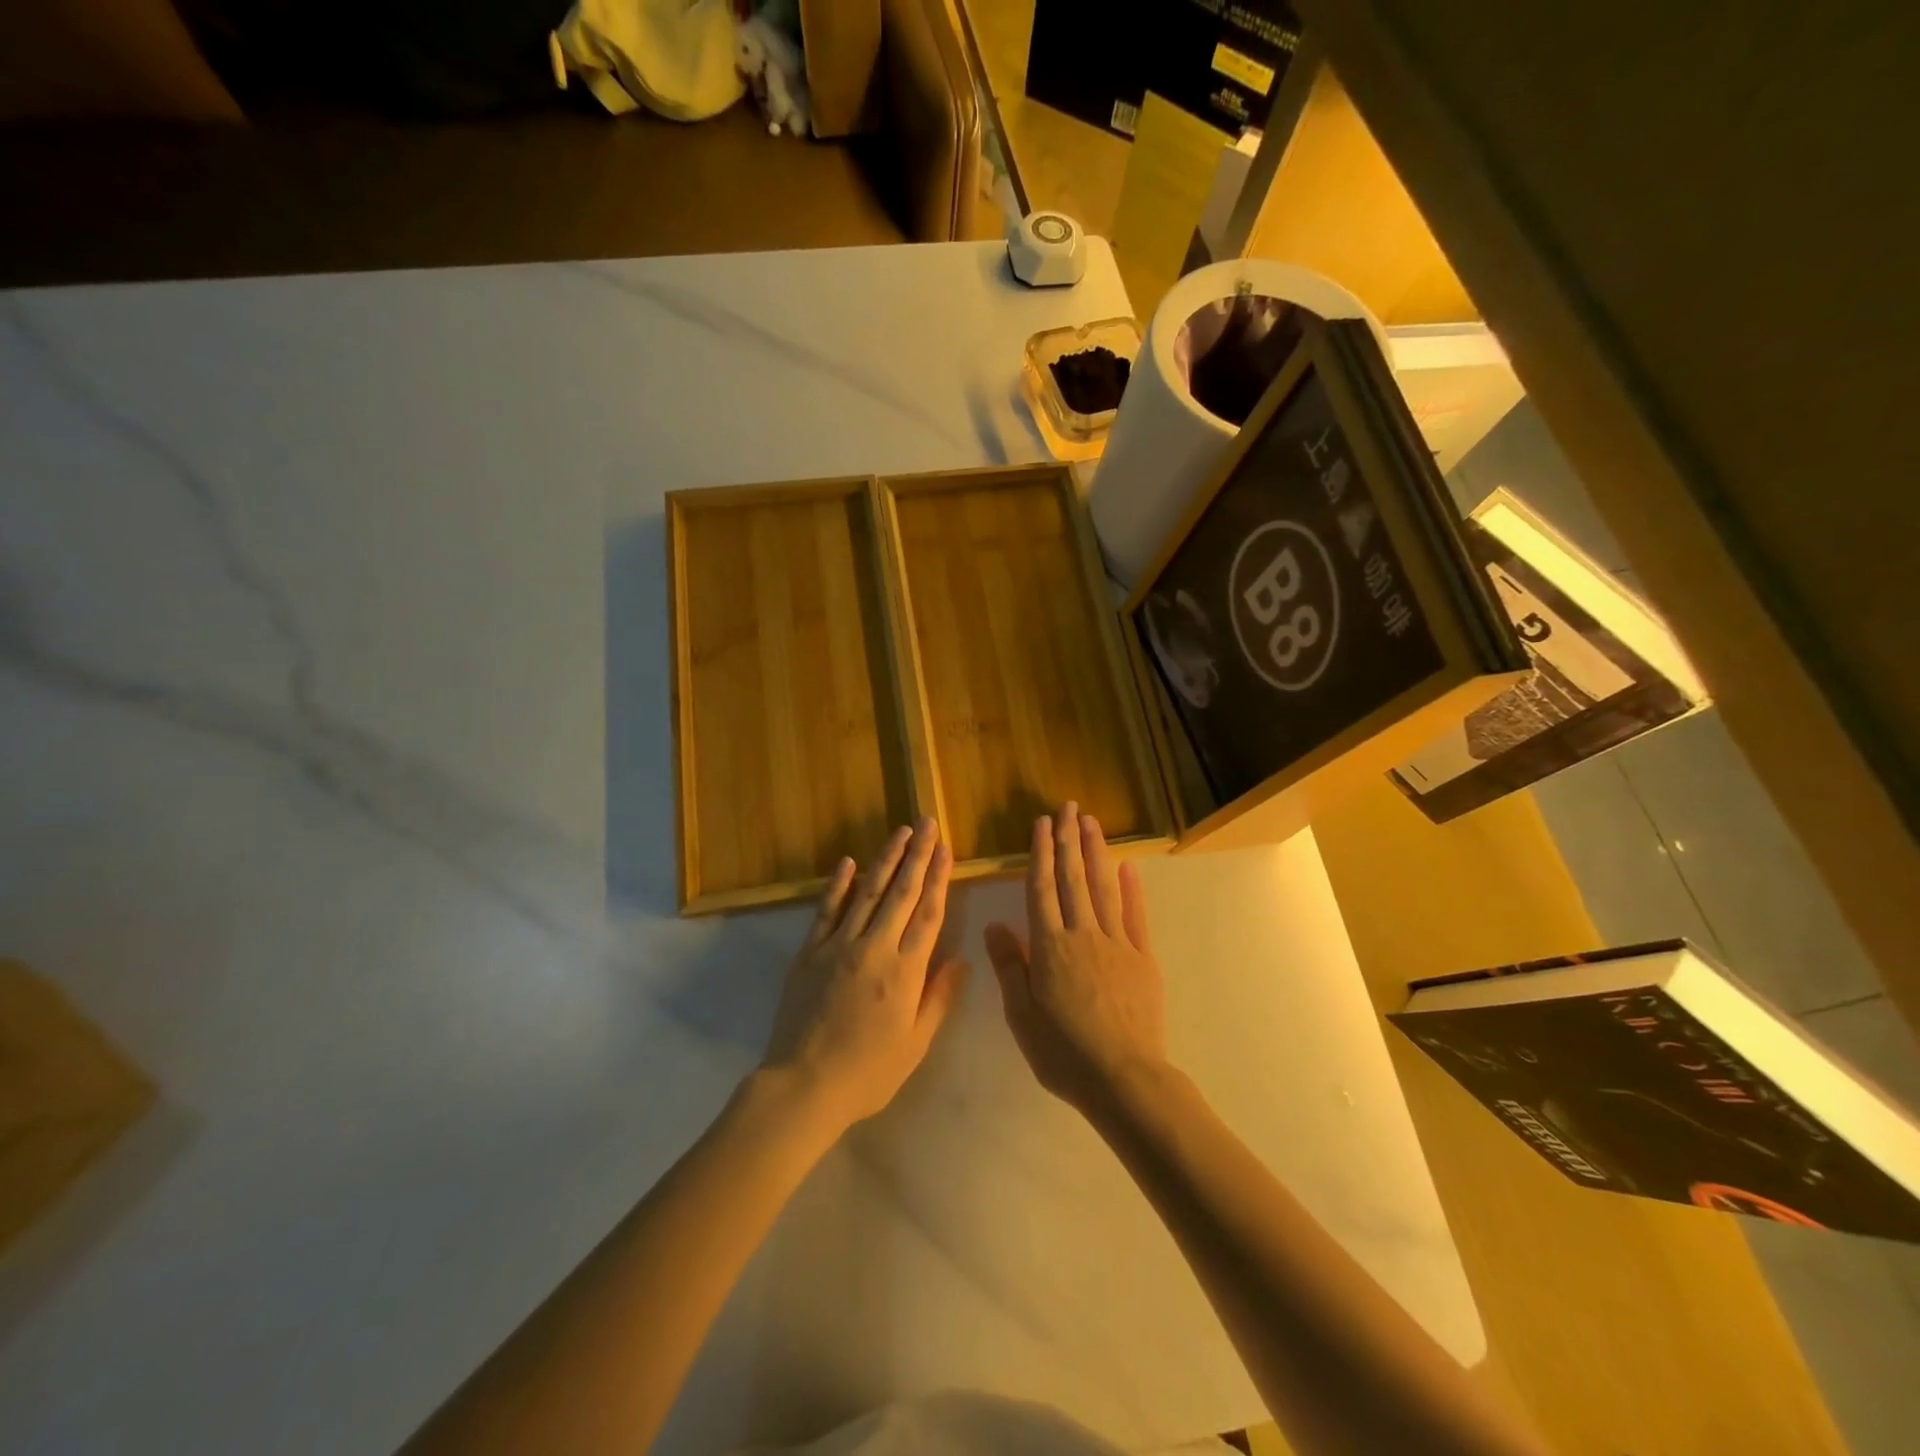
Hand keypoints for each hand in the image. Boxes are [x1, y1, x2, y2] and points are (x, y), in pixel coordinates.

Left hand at [760, 819, 967, 1136]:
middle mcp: (875, 948)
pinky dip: (838, 884)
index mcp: (905, 971)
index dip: (939, 878)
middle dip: (917, 855)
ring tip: (901, 832)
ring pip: (867, 892)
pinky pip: (827, 910)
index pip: (928, 914)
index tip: (947, 849)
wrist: (803, 1086)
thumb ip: (939, 998)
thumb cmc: (867, 1072)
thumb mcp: (915, 1044)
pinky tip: (848, 861)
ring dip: (885, 859)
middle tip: (928, 824)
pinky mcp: (810, 951)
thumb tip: (961, 959)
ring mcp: (838, 945)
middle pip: (901, 893)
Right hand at [984, 803, 1169, 1119]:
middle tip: (1068, 807)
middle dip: (1069, 840)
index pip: (1041, 888)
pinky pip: (1136, 916)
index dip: (1041, 853)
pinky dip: (1132, 889)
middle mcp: (1082, 934)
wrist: (1123, 1078)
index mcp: (1050, 946)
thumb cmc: (1063, 1051)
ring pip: (1103, 888)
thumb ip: (1010, 966)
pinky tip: (1129, 867)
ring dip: (1096, 852)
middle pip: (1073, 879)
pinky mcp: (1142, 958)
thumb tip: (994, 924)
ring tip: (1091, 823)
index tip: (1041, 824)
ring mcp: (1116, 943)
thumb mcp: (1021, 1015)